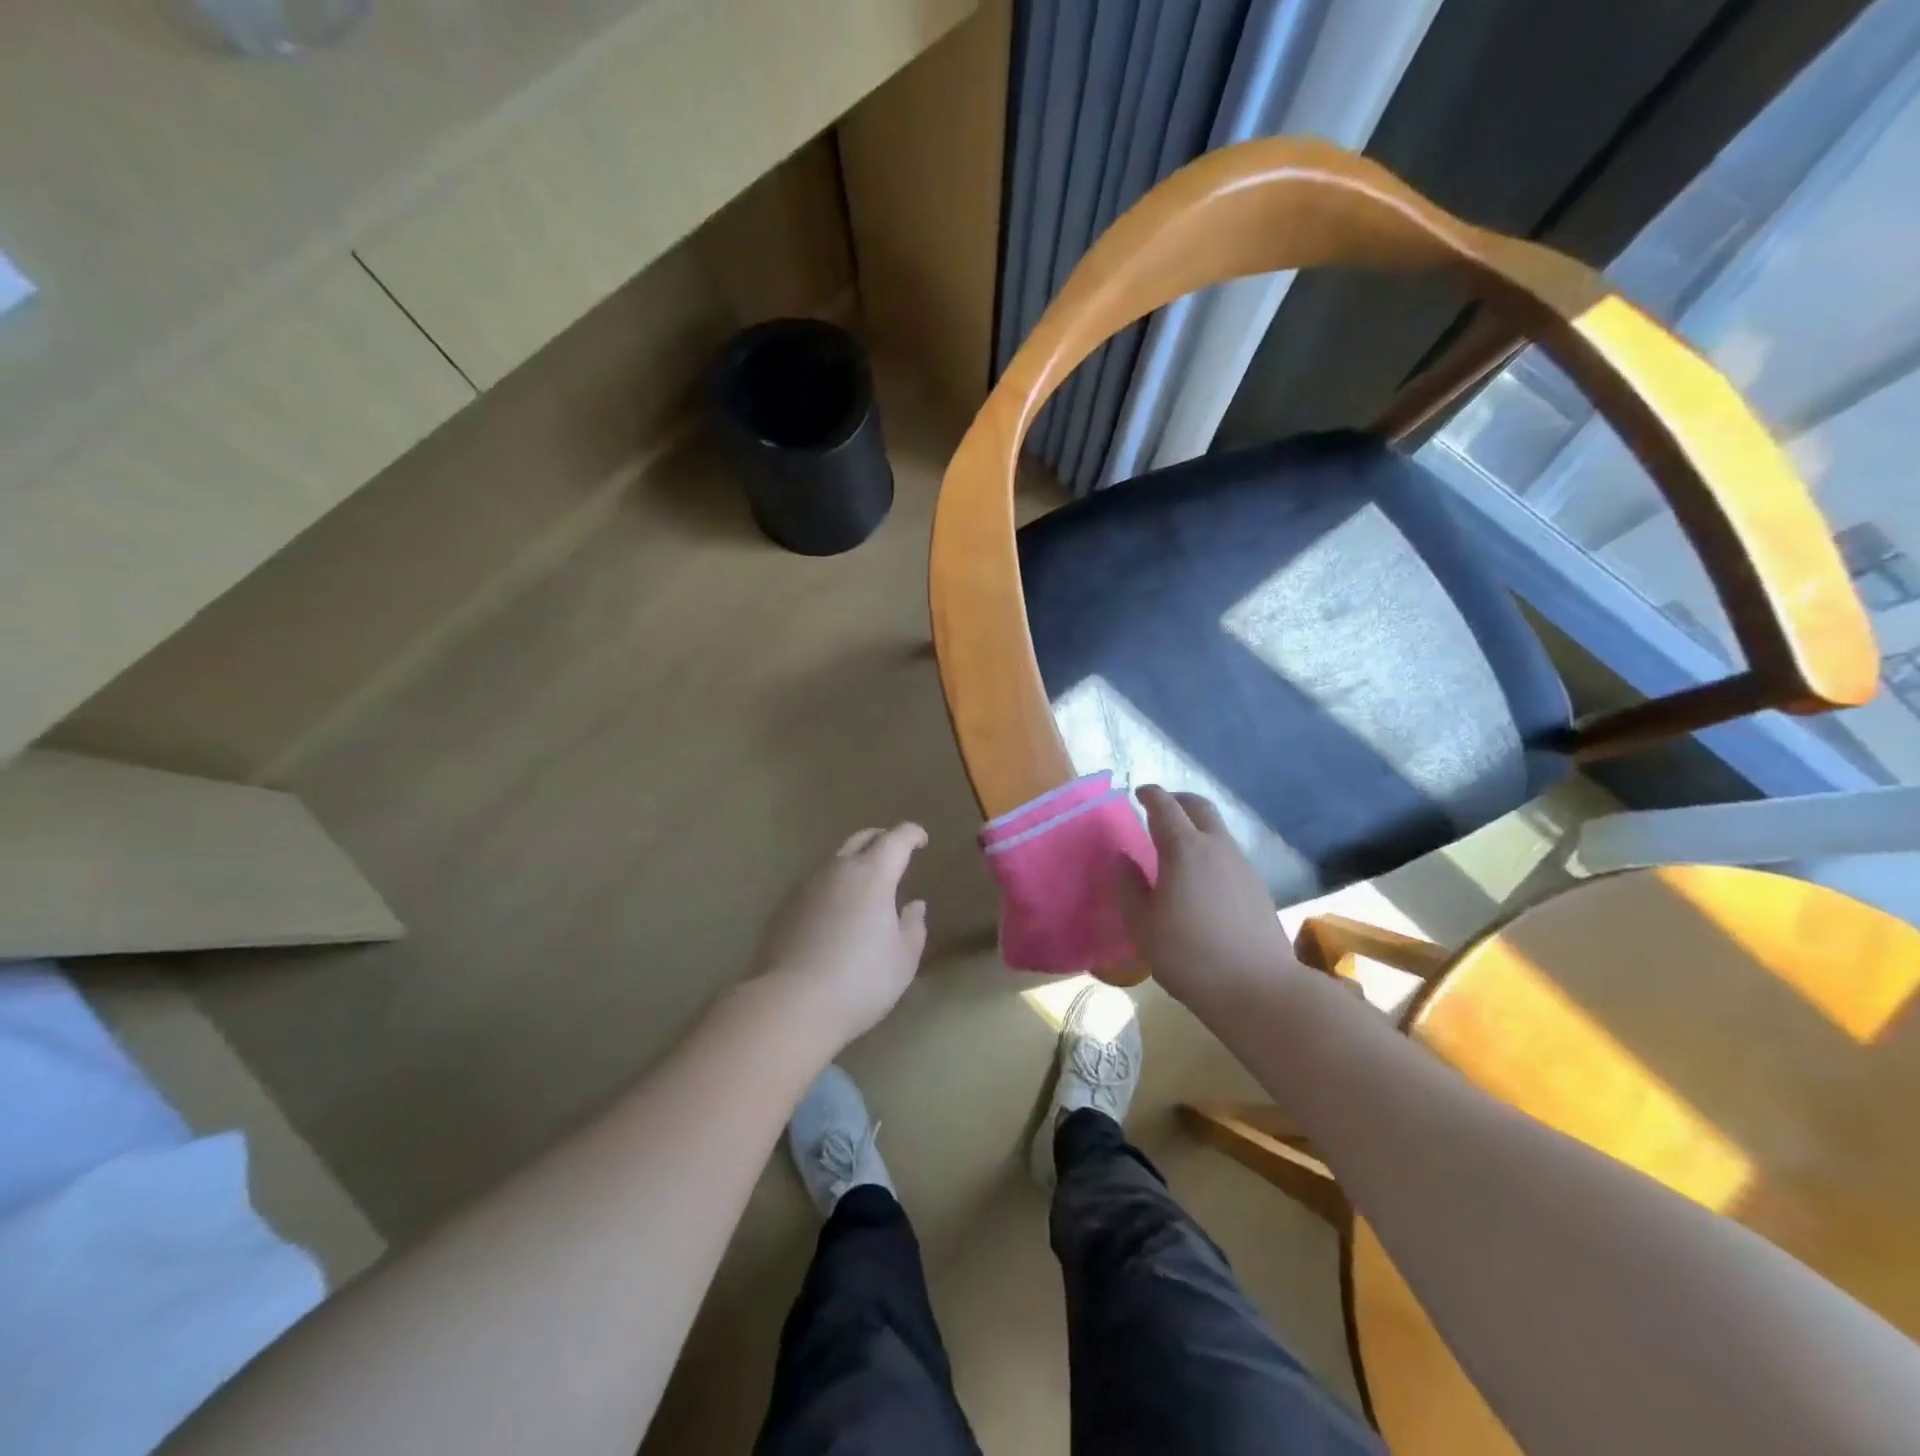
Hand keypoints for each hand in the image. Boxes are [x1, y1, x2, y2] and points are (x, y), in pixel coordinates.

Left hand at [758, 823, 929, 1049]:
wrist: (791, 1004)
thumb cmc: (860, 980)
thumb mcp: (903, 959)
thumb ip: (913, 926)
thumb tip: (914, 906)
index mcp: (873, 874)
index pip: (897, 838)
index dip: (912, 834)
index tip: (921, 840)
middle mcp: (838, 869)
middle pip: (862, 838)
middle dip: (882, 839)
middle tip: (894, 853)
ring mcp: (806, 886)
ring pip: (835, 860)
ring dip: (853, 863)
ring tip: (865, 886)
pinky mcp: (784, 907)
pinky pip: (815, 884)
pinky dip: (832, 887)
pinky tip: (834, 913)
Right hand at [1122, 786, 1300, 1014]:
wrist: (1258, 988)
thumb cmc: (1189, 955)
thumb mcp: (1143, 925)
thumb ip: (1128, 886)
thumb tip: (1122, 858)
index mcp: (1184, 849)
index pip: (1165, 806)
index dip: (1150, 795)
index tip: (1139, 793)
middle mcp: (1217, 847)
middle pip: (1199, 807)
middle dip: (1178, 800)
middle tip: (1160, 808)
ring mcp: (1242, 865)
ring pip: (1218, 829)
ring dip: (1197, 825)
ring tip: (1177, 845)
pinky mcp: (1258, 887)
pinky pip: (1229, 853)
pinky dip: (1210, 849)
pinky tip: (1201, 877)